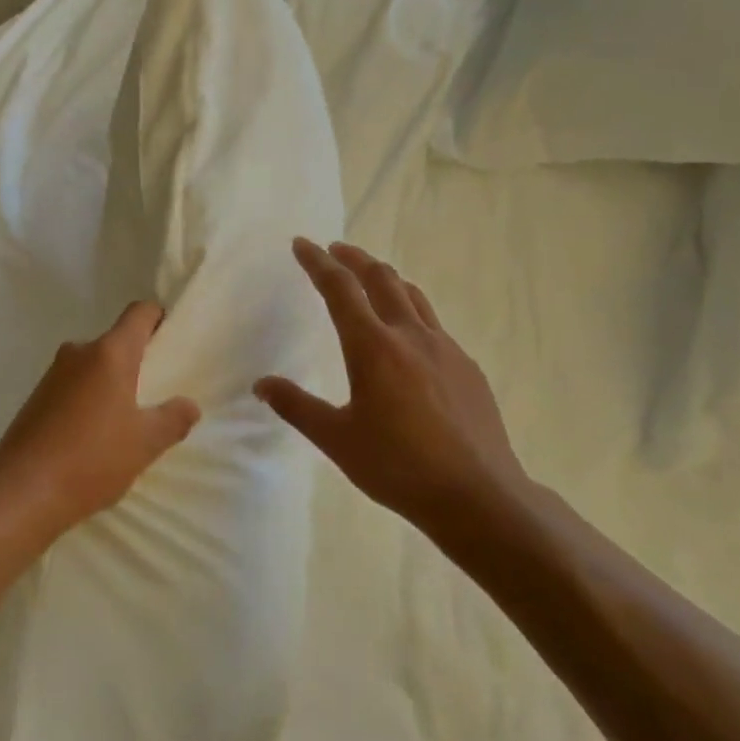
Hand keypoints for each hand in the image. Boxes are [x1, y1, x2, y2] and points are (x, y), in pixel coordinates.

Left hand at [0, 301, 200, 543]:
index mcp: (109, 353)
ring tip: (125, 421)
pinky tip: (92, 436)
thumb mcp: (145, 443)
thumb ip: (173, 419)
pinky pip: (72, 387)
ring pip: (92, 367)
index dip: (157, 318)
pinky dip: (87, 401)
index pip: (138, 314)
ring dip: (109, 384)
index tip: (170, 339)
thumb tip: (189, 405)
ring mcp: (52, 375)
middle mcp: (78, 353)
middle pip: (115, 342)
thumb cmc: (93, 459)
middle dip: (136, 361)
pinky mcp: (35, 398)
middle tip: (155, 393)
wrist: (23, 492)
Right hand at [255, 239, 531, 539]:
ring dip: (386, 279)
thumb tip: (261, 384)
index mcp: (373, 347)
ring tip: (370, 280)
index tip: (302, 244)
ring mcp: (446, 349)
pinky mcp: (467, 368)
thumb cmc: (398, 467)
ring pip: (413, 296)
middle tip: (335, 251)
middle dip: (354, 259)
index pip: (340, 289)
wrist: (478, 496)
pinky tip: (407, 339)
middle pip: (381, 279)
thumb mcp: (336, 439)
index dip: (318, 263)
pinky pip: (433, 325)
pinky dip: (411, 312)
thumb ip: (296, 406)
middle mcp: (411, 336)